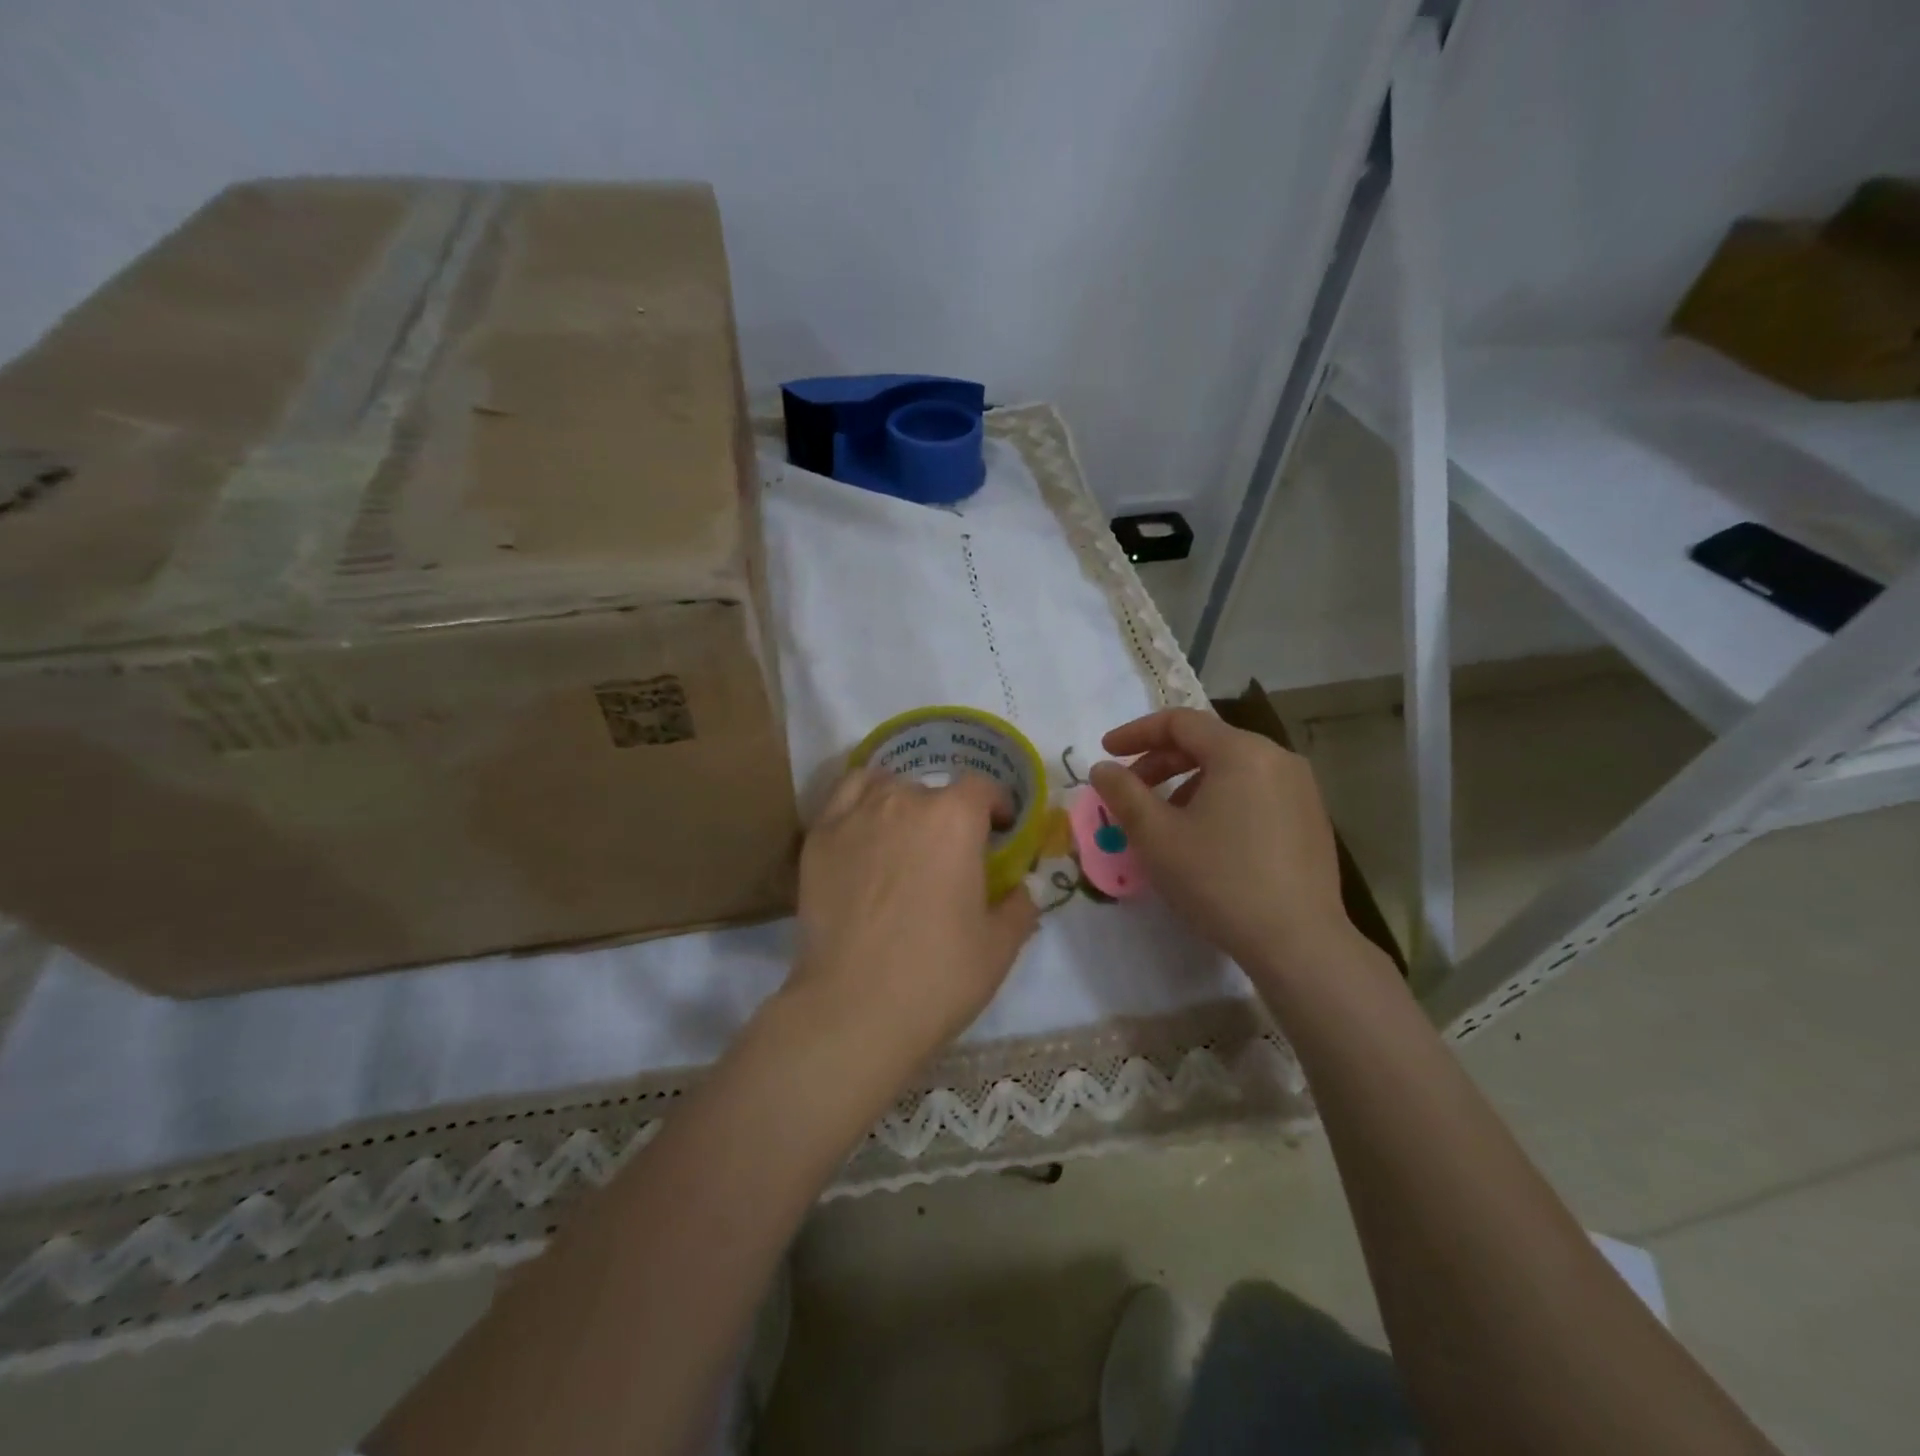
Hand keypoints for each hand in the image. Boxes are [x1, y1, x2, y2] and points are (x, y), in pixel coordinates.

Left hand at [788, 766, 1039, 1064]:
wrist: (854, 1007)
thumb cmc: (938, 974)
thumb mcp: (1000, 946)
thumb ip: (1020, 905)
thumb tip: (1023, 888)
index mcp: (955, 818)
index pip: (981, 788)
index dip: (996, 805)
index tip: (1001, 829)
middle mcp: (905, 802)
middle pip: (933, 791)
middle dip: (949, 814)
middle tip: (950, 854)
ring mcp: (855, 816)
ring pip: (886, 787)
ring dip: (904, 804)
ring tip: (905, 837)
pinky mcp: (819, 838)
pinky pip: (844, 797)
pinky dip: (861, 803)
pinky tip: (865, 831)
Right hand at [1088, 708, 1352, 979]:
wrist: (1298, 943)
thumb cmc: (1219, 881)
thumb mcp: (1156, 836)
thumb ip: (1122, 793)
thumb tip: (1102, 768)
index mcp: (1241, 752)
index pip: (1179, 722)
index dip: (1136, 733)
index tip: (1107, 752)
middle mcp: (1278, 758)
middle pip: (1207, 742)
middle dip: (1160, 762)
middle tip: (1130, 791)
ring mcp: (1301, 789)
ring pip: (1232, 769)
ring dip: (1189, 783)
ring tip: (1166, 821)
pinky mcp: (1311, 819)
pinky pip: (1255, 792)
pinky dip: (1221, 800)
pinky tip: (1207, 839)